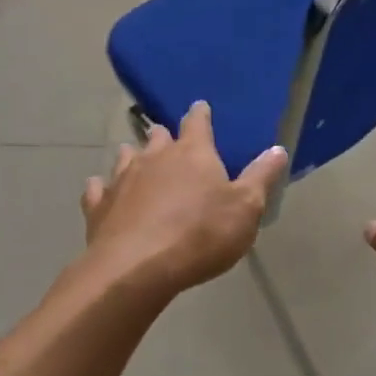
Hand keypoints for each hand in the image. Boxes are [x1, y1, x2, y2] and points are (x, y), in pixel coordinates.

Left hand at [80, 101, 289, 298]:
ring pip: (126, 156)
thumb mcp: (245, 208)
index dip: (200, 114)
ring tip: (138, 161)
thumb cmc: (200, 234)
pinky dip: (102, 188)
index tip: (200, 107)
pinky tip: (103, 191)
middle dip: (165, 137)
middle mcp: (154, 157)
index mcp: (193, 153)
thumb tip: (278, 148)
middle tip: (170, 142)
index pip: (197, 122)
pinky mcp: (98, 206)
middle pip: (158, 137)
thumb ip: (261, 177)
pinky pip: (98, 189)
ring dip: (134, 156)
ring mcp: (122, 179)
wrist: (137, 269)